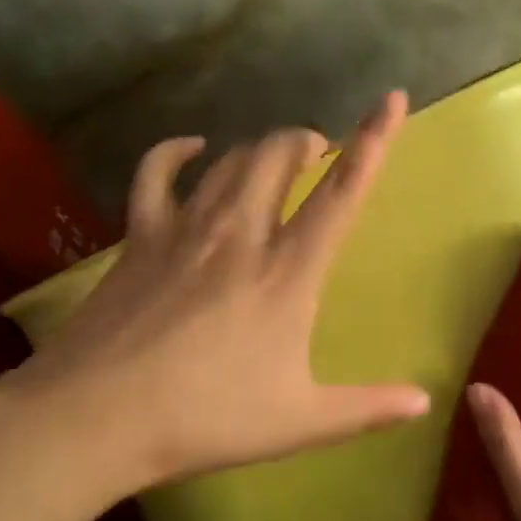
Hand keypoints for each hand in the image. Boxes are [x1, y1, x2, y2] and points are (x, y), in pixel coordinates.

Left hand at [2, 91, 429, 505]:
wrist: (95, 417)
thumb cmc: (206, 417)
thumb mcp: (300, 421)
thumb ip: (368, 408)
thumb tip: (424, 402)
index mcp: (288, 272)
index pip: (341, 193)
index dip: (373, 141)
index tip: (391, 99)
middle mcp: (240, 234)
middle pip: (278, 156)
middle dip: (304, 140)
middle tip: (317, 152)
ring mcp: (185, 229)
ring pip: (230, 160)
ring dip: (260, 148)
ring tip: (275, 157)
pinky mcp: (139, 236)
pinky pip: (156, 173)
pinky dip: (175, 152)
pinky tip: (191, 148)